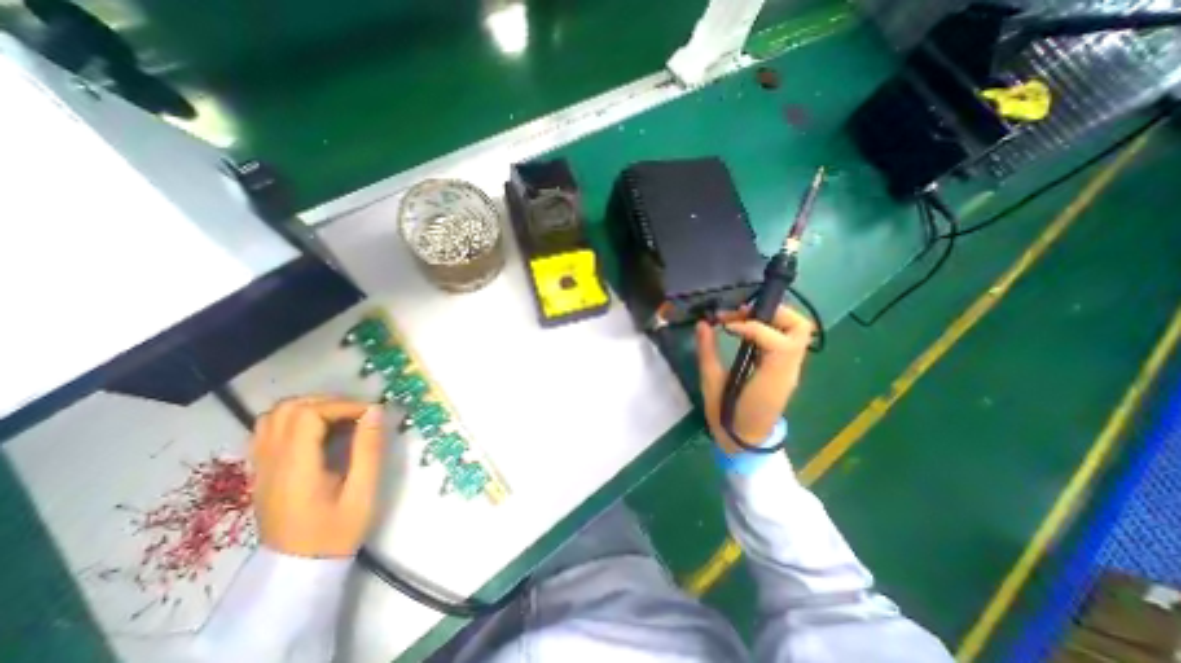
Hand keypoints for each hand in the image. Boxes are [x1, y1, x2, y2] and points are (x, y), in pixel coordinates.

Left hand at [252, 399, 385, 559]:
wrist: (300, 569)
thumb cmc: (337, 530)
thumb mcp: (363, 491)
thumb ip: (368, 448)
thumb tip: (376, 411)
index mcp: (295, 468)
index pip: (308, 415)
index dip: (343, 405)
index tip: (370, 414)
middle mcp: (271, 463)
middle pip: (287, 409)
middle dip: (327, 402)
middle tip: (357, 414)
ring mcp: (261, 467)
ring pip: (273, 417)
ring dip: (309, 408)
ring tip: (339, 418)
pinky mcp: (262, 472)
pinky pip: (268, 431)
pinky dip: (295, 420)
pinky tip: (318, 432)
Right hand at [693, 305, 816, 454]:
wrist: (745, 441)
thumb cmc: (727, 416)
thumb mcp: (711, 383)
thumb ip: (707, 351)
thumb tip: (702, 324)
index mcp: (772, 377)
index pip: (777, 341)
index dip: (752, 327)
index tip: (726, 326)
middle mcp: (789, 369)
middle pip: (800, 328)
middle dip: (773, 312)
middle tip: (742, 313)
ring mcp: (791, 368)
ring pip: (798, 330)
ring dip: (773, 317)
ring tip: (744, 318)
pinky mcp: (785, 368)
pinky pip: (787, 338)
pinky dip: (770, 327)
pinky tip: (747, 330)